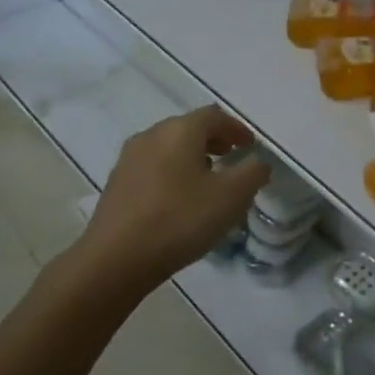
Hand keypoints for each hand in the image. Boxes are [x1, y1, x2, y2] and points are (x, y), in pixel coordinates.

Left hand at [77, 106, 270, 294]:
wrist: (116, 258)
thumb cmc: (180, 220)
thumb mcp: (231, 197)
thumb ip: (252, 173)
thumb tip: (258, 161)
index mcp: (180, 130)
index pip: (214, 116)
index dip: (237, 129)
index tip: (250, 146)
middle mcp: (152, 135)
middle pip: (189, 128)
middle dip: (214, 140)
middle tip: (232, 158)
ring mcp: (129, 158)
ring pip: (170, 147)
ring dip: (193, 156)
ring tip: (208, 180)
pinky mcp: (117, 182)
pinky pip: (154, 166)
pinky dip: (173, 171)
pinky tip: (179, 198)